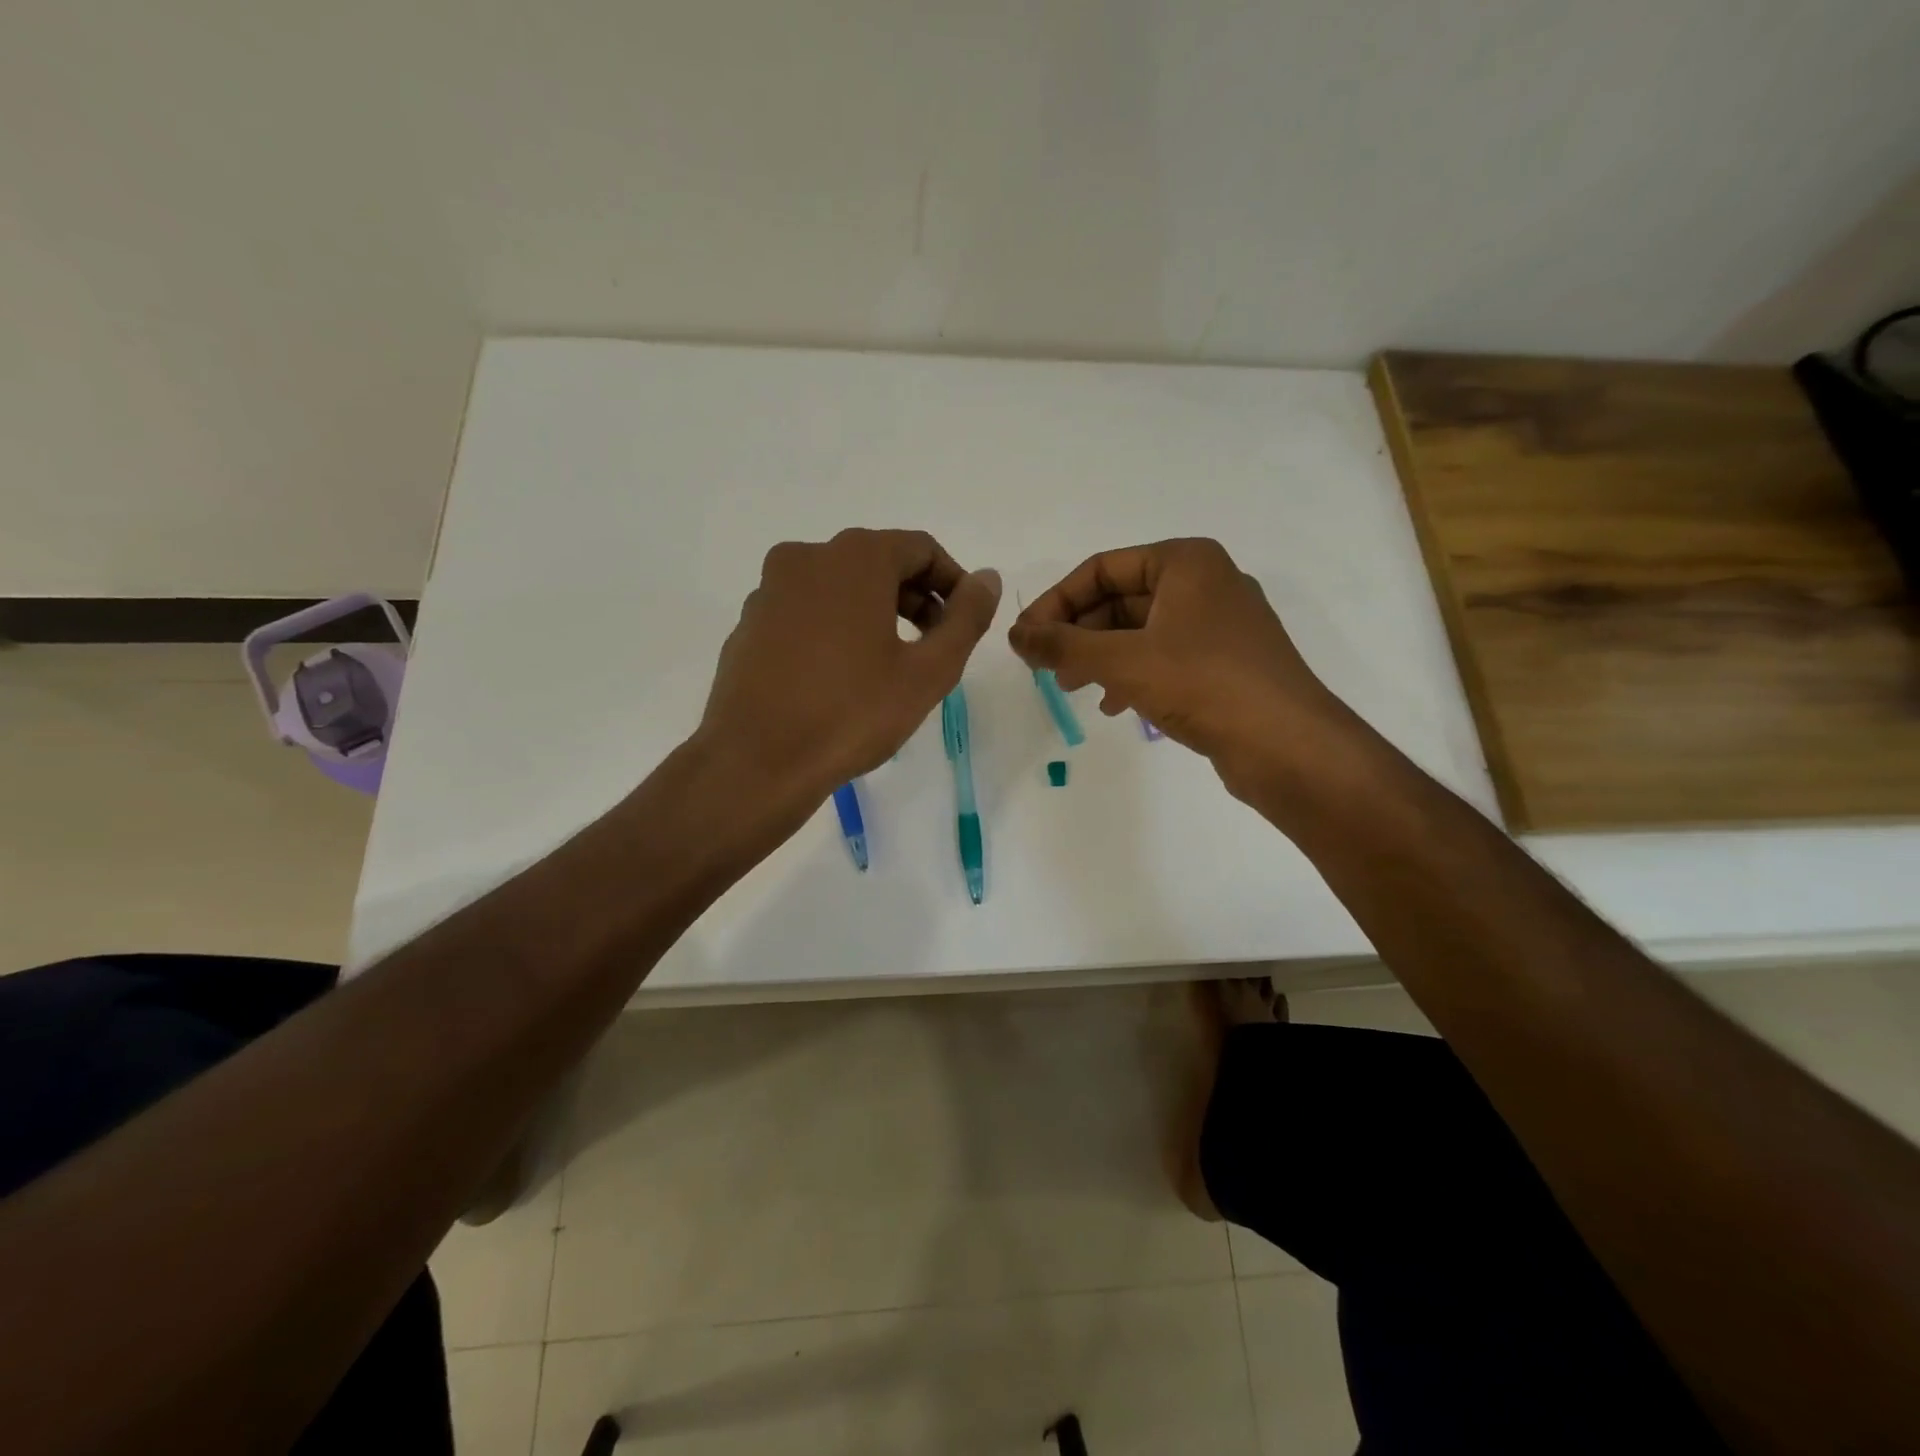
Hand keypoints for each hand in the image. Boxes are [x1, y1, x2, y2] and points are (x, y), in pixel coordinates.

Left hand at [698, 528, 1001, 807]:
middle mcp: (807, 557)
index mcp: (855, 558)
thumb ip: (966, 618)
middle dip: (915, 599)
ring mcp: (769, 589)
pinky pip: (806, 611)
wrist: (756, 762)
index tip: (965, 623)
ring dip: (875, 613)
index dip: (953, 583)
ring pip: (839, 587)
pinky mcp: (748, 623)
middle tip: (934, 647)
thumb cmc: (852, 713)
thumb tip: (986, 579)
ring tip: (891, 666)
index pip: (921, 549)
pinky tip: (841, 677)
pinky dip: (835, 628)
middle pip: (878, 563)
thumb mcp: (928, 671)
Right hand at [1008, 538, 1348, 791]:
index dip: (1056, 601)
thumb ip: (1063, 644)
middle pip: (1120, 599)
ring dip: (1100, 656)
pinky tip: (1114, 706)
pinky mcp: (1225, 664)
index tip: (1026, 638)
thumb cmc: (1203, 684)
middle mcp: (1205, 583)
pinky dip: (1132, 675)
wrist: (1287, 745)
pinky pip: (1164, 658)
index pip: (1102, 568)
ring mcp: (1219, 625)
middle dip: (1078, 633)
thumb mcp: (1122, 660)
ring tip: (1072, 688)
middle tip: (1046, 668)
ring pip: (1140, 631)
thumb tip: (1016, 635)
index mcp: (1186, 561)